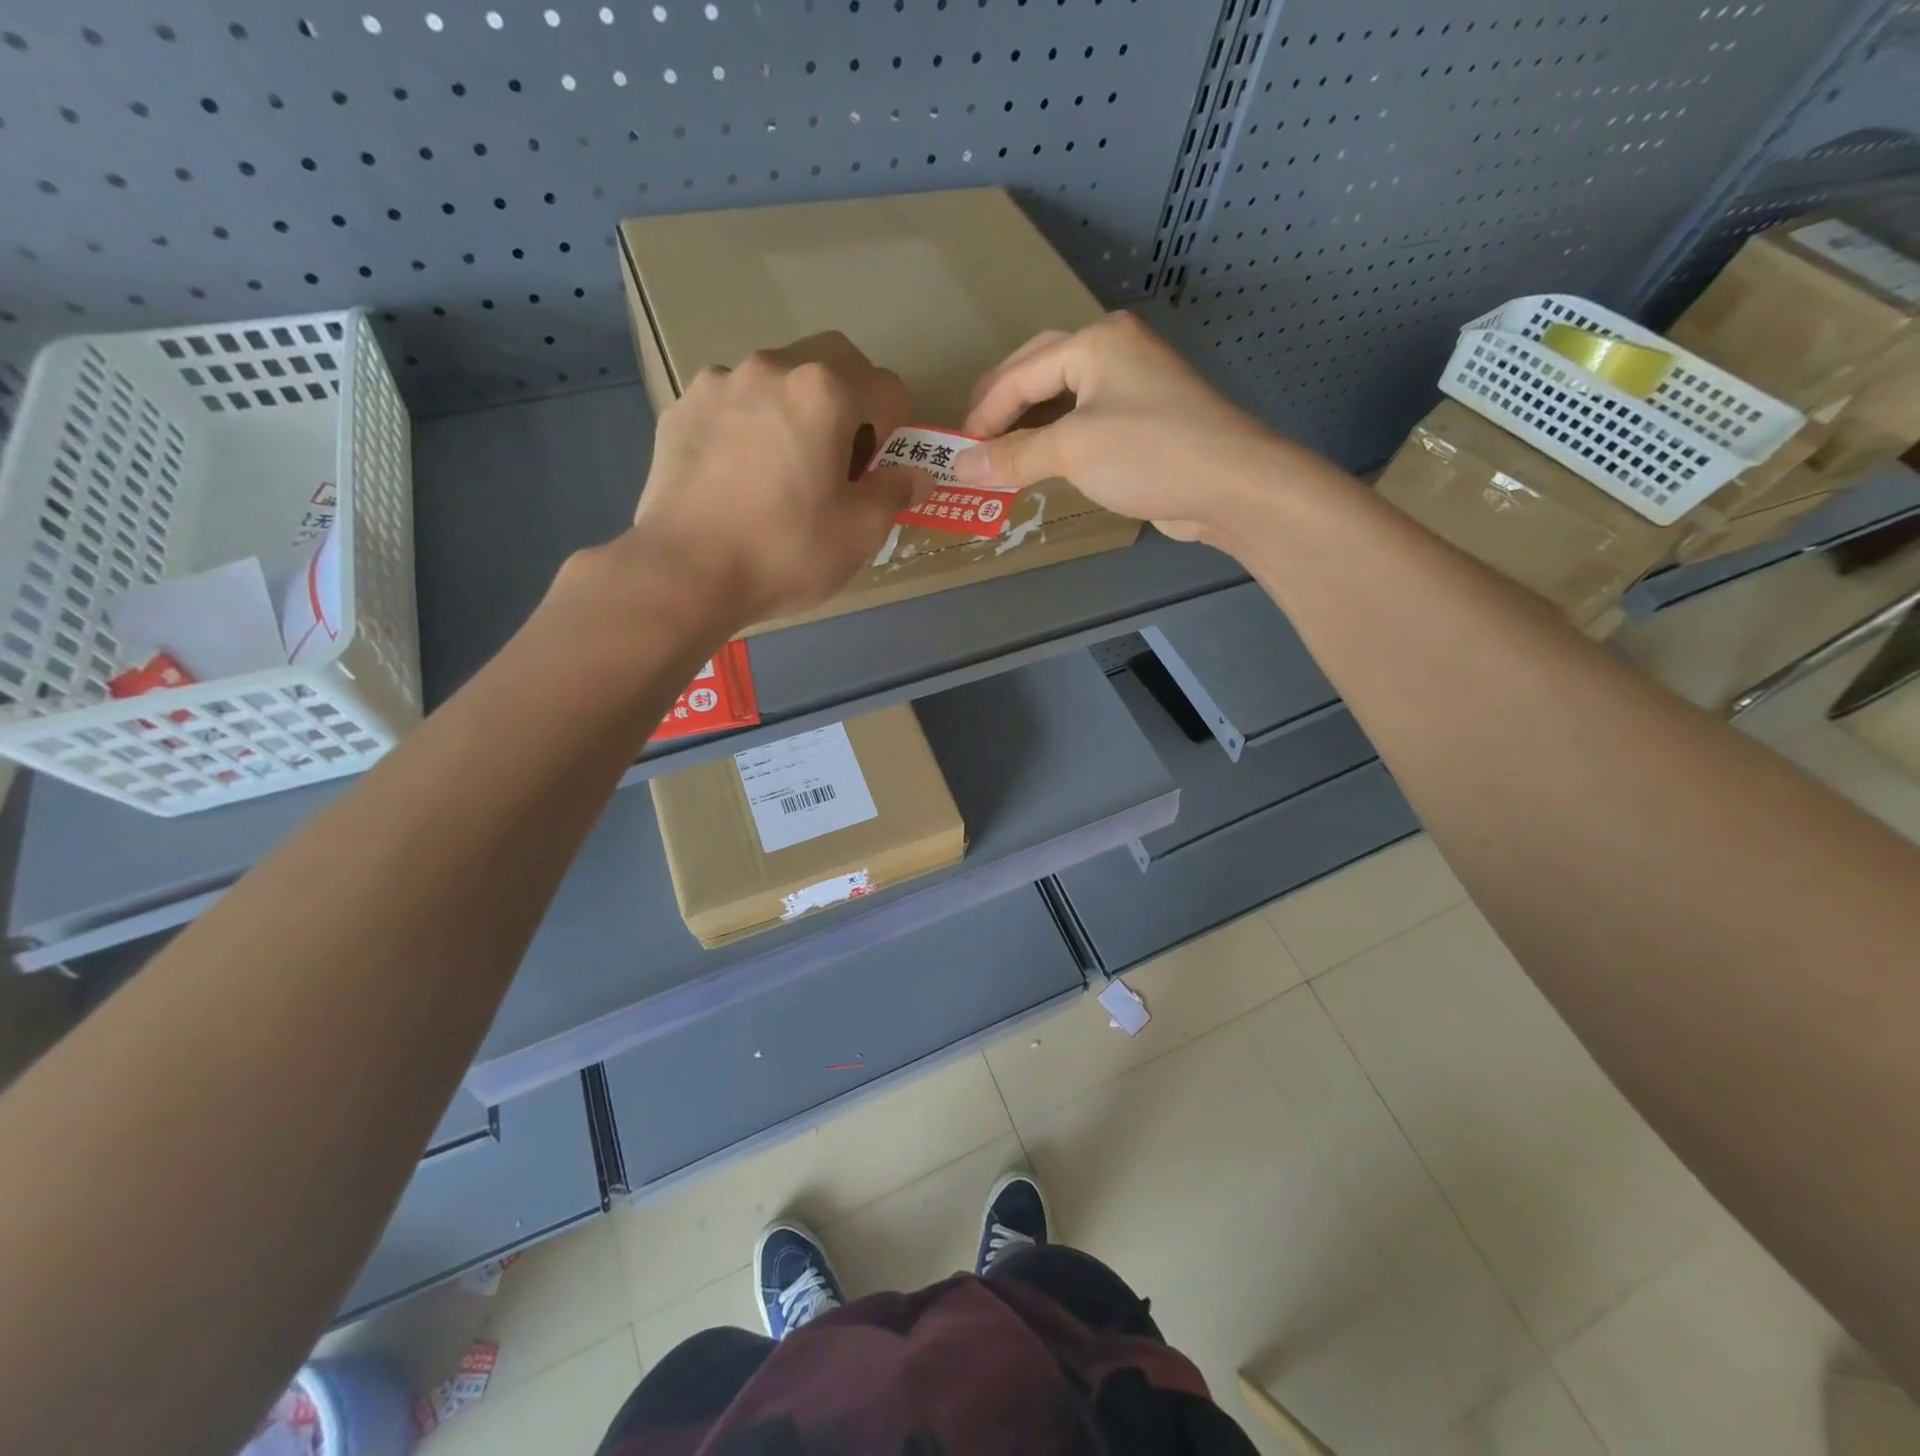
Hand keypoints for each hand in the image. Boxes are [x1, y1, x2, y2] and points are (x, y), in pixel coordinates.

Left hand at [631, 332, 923, 625]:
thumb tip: (916, 476)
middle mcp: (771, 368)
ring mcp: (718, 383)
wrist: (685, 572)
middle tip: (842, 459)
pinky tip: (740, 476)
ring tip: (785, 469)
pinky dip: (750, 427)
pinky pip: (732, 405)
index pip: (886, 387)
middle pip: (830, 365)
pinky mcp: (681, 409)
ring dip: (795, 412)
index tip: (885, 468)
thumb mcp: (861, 531)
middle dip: (849, 404)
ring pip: (776, 381)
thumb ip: (896, 492)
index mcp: (824, 391)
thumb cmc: (786, 550)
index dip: (898, 428)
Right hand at [955, 312, 1299, 542]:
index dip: (984, 412)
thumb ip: (1013, 457)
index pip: (1021, 372)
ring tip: (999, 453)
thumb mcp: (1072, 450)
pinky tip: (1041, 462)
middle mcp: (1114, 353)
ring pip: (1064, 400)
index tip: (957, 450)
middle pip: (1040, 372)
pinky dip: (1057, 441)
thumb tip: (960, 468)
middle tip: (972, 440)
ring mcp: (1133, 387)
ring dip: (1029, 426)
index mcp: (1096, 342)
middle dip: (1003, 406)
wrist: (1230, 486)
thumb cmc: (1148, 453)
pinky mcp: (1144, 422)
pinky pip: (1085, 424)